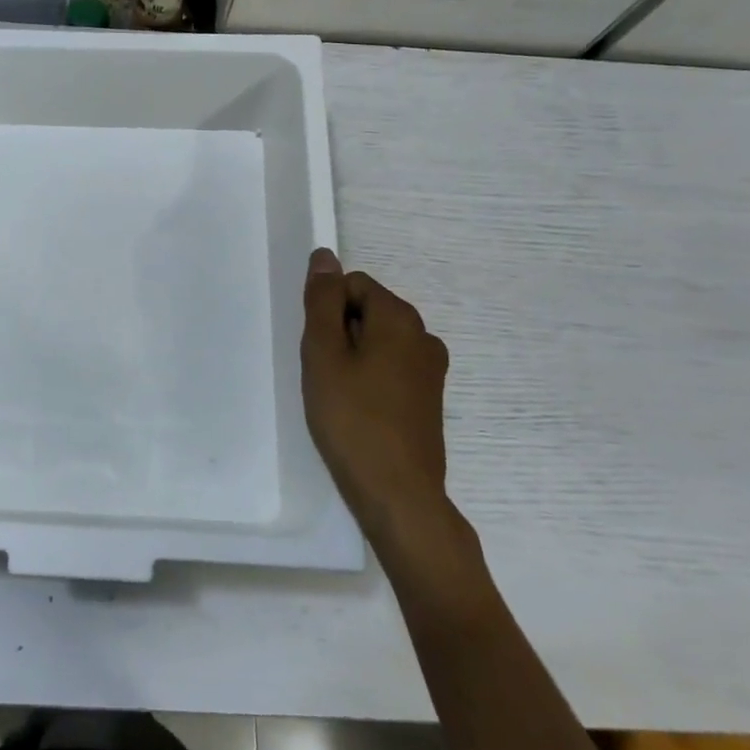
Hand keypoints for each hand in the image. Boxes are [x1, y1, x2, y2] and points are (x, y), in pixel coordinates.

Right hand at [301, 248, 465, 562]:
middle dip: (339, 333)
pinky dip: (369, 379)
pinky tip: (357, 411)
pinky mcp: (429, 398)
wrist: (398, 493)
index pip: (353, 284)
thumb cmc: (352, 418)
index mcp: (400, 318)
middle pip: (367, 311)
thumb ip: (323, 301)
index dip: (327, 310)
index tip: (318, 349)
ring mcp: (431, 369)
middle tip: (323, 374)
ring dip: (352, 358)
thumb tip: (325, 256)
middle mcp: (424, 335)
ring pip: (377, 342)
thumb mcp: (323, 353)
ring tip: (338, 396)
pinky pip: (391, 368)